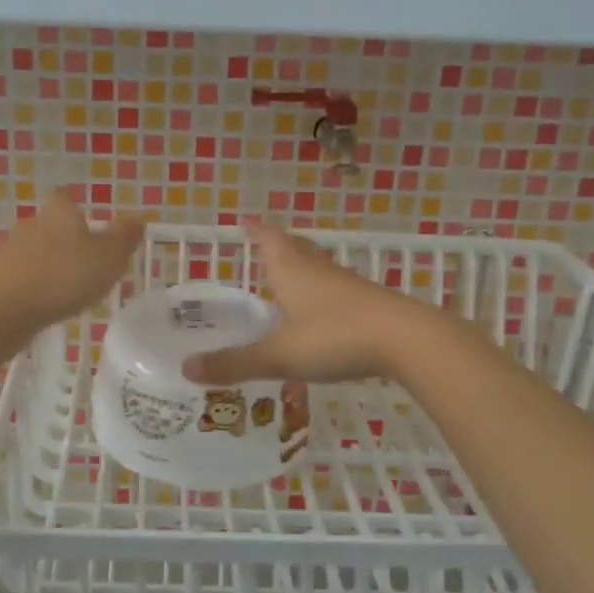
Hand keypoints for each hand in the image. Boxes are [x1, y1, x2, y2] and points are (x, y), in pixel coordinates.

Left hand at [0, 190, 145, 343]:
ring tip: (67, 290)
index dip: (77, 208)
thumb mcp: (109, 257)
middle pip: (49, 226)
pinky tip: (43, 305)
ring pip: (34, 253)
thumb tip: (137, 218)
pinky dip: (33, 287)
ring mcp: (9, 251)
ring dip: (48, 266)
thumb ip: (124, 237)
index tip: (90, 225)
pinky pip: (21, 278)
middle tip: (85, 263)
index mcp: (59, 213)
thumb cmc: (64, 276)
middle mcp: (31, 224)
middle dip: (65, 241)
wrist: (3, 309)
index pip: (66, 198)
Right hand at [182, 220, 427, 384]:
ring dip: (301, 266)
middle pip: (296, 248)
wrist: (407, 340)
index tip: (244, 223)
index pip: (269, 240)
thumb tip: (186, 369)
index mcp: (292, 271)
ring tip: (287, 275)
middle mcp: (318, 270)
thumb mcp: (279, 355)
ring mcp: (346, 286)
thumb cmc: (335, 337)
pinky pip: (335, 289)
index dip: (256, 232)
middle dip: (278, 244)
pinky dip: (321, 292)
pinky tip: (320, 311)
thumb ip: (235, 363)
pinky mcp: (368, 303)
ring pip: (318, 267)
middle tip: (263, 243)